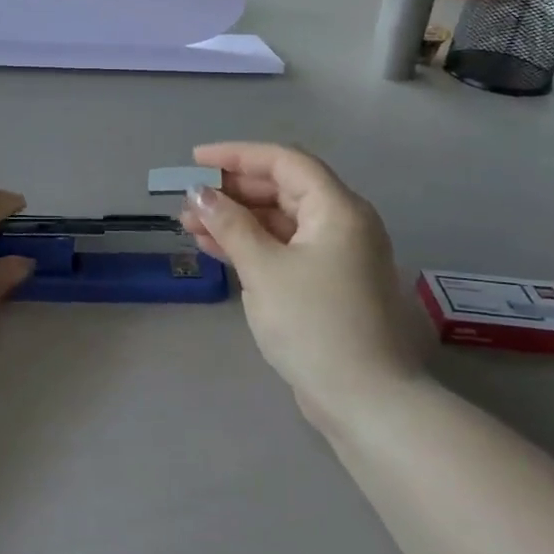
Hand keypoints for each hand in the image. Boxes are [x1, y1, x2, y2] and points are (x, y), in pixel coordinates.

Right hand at [179, 143, 424, 419]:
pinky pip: (284, 248)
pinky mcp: (327, 283)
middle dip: (232, 191)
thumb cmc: (314, 324)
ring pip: (280, 221)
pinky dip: (251, 245)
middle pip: (282, 189)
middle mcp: (342, 223)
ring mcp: (336, 254)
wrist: (364, 399)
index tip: (195, 160)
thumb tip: (199, 193)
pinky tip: (214, 248)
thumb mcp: (264, 269)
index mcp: (337, 209)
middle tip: (189, 199)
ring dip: (236, 219)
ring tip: (190, 225)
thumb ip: (230, 225)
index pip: (284, 162)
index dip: (237, 155)